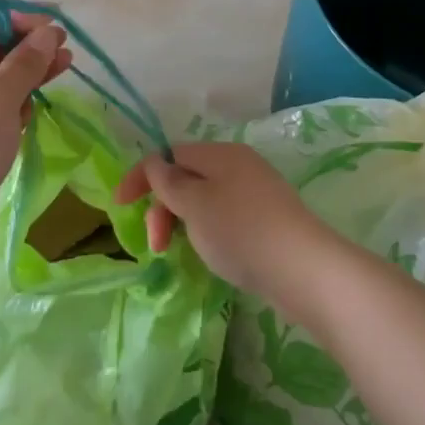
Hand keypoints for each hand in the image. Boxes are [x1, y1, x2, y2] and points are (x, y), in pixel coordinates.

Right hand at [113, 142, 340, 302]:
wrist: (305, 270)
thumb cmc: (241, 231)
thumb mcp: (194, 205)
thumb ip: (169, 182)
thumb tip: (156, 165)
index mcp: (220, 154)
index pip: (169, 154)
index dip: (140, 176)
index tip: (119, 207)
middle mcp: (238, 165)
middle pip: (186, 177)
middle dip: (162, 207)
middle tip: (156, 244)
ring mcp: (255, 193)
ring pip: (203, 199)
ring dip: (182, 221)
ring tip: (181, 251)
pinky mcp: (267, 220)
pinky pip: (223, 216)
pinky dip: (206, 231)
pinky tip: (209, 253)